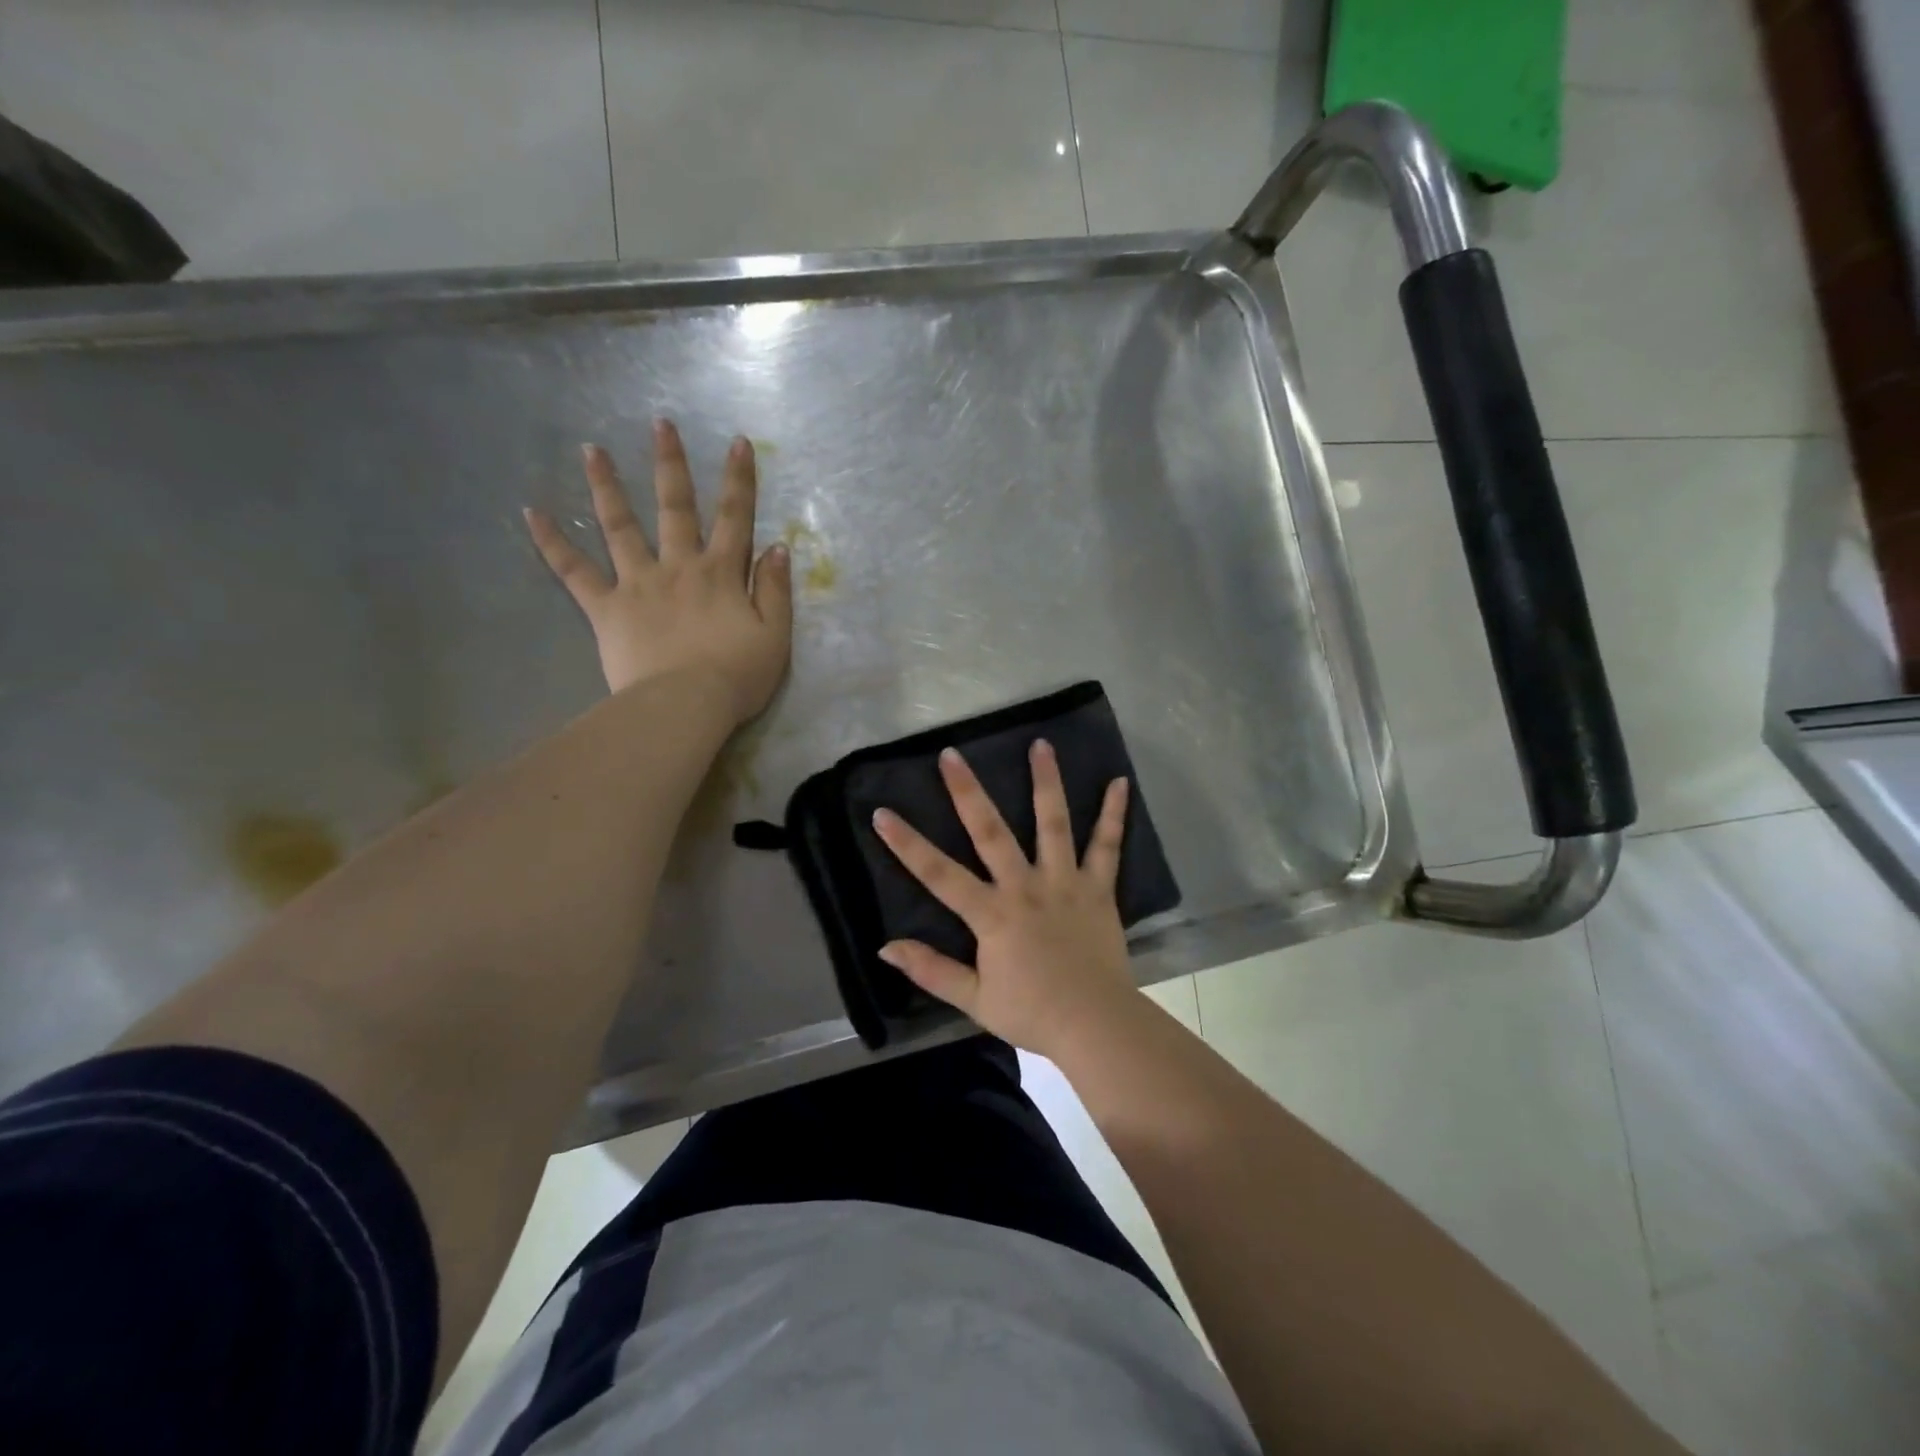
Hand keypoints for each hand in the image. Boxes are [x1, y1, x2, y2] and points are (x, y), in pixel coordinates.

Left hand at [524, 420, 792, 720]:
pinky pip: (574, 572)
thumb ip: (776, 591)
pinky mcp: (606, 608)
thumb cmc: (737, 676)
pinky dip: (552, 543)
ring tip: (591, 449)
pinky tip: (532, 513)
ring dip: (607, 486)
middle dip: (670, 464)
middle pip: (675, 508)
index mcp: (721, 574)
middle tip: (660, 423)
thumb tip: (778, 548)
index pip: (735, 518)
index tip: (736, 442)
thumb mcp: (775, 636)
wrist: (685, 706)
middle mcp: (678, 567)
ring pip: (620, 526)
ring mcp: (638, 584)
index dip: (738, 479)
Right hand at [871, 741, 1138, 1058]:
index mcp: (991, 914)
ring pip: (1052, 824)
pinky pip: (1106, 846)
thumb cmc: (1033, 1013)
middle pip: (990, 832)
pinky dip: (1114, 814)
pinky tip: (1119, 782)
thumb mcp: (973, 1000)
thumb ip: (930, 970)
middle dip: (967, 791)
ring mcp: (1064, 882)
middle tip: (951, 754)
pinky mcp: (1098, 888)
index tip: (882, 813)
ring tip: (1040, 744)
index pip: (939, 873)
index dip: (907, 844)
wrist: (1096, 1024)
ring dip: (1045, 782)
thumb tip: (885, 947)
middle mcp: (1025, 886)